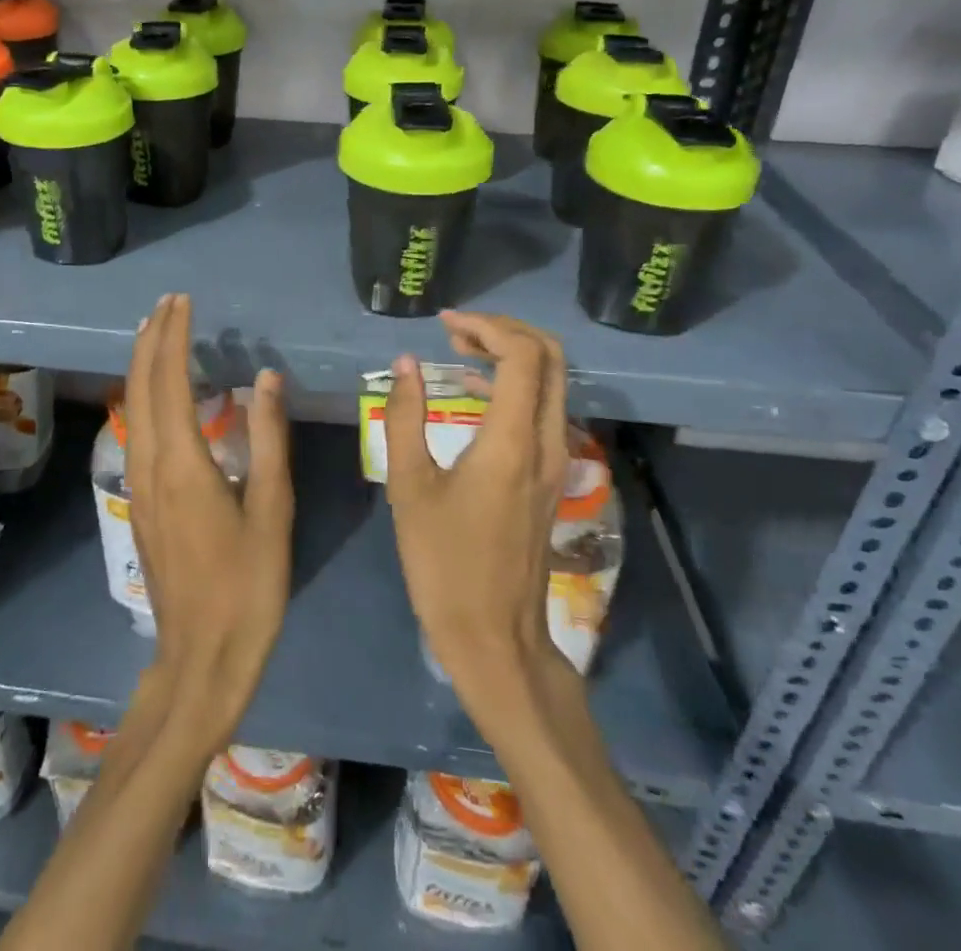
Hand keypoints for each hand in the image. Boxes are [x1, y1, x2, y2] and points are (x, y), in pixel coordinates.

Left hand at [123, 294, 293, 754]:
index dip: (174, 337)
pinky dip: (143, 394)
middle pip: (141, 385)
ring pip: (132, 406)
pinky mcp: (140, 500)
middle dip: (151, 338)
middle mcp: (150, 463)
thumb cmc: (248, 585)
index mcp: (183, 462)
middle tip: (169, 303)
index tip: (183, 302)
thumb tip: (266, 377)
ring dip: (143, 363)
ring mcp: (138, 483)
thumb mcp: (273, 509)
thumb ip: (269, 438)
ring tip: (156, 331)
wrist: (202, 656)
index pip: (171, 380)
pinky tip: (157, 391)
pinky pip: (135, 427)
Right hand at [383, 312, 572, 725]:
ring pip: (551, 381)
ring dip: (511, 354)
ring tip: (458, 348)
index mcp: (513, 441)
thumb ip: (405, 418)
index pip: (523, 355)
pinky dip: (514, 383)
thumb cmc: (444, 563)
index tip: (445, 323)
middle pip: (550, 357)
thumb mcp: (409, 487)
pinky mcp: (551, 476)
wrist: (494, 636)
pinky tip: (472, 389)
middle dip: (505, 330)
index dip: (486, 326)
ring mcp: (556, 459)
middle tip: (456, 330)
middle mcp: (547, 441)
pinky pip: (543, 408)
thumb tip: (406, 364)